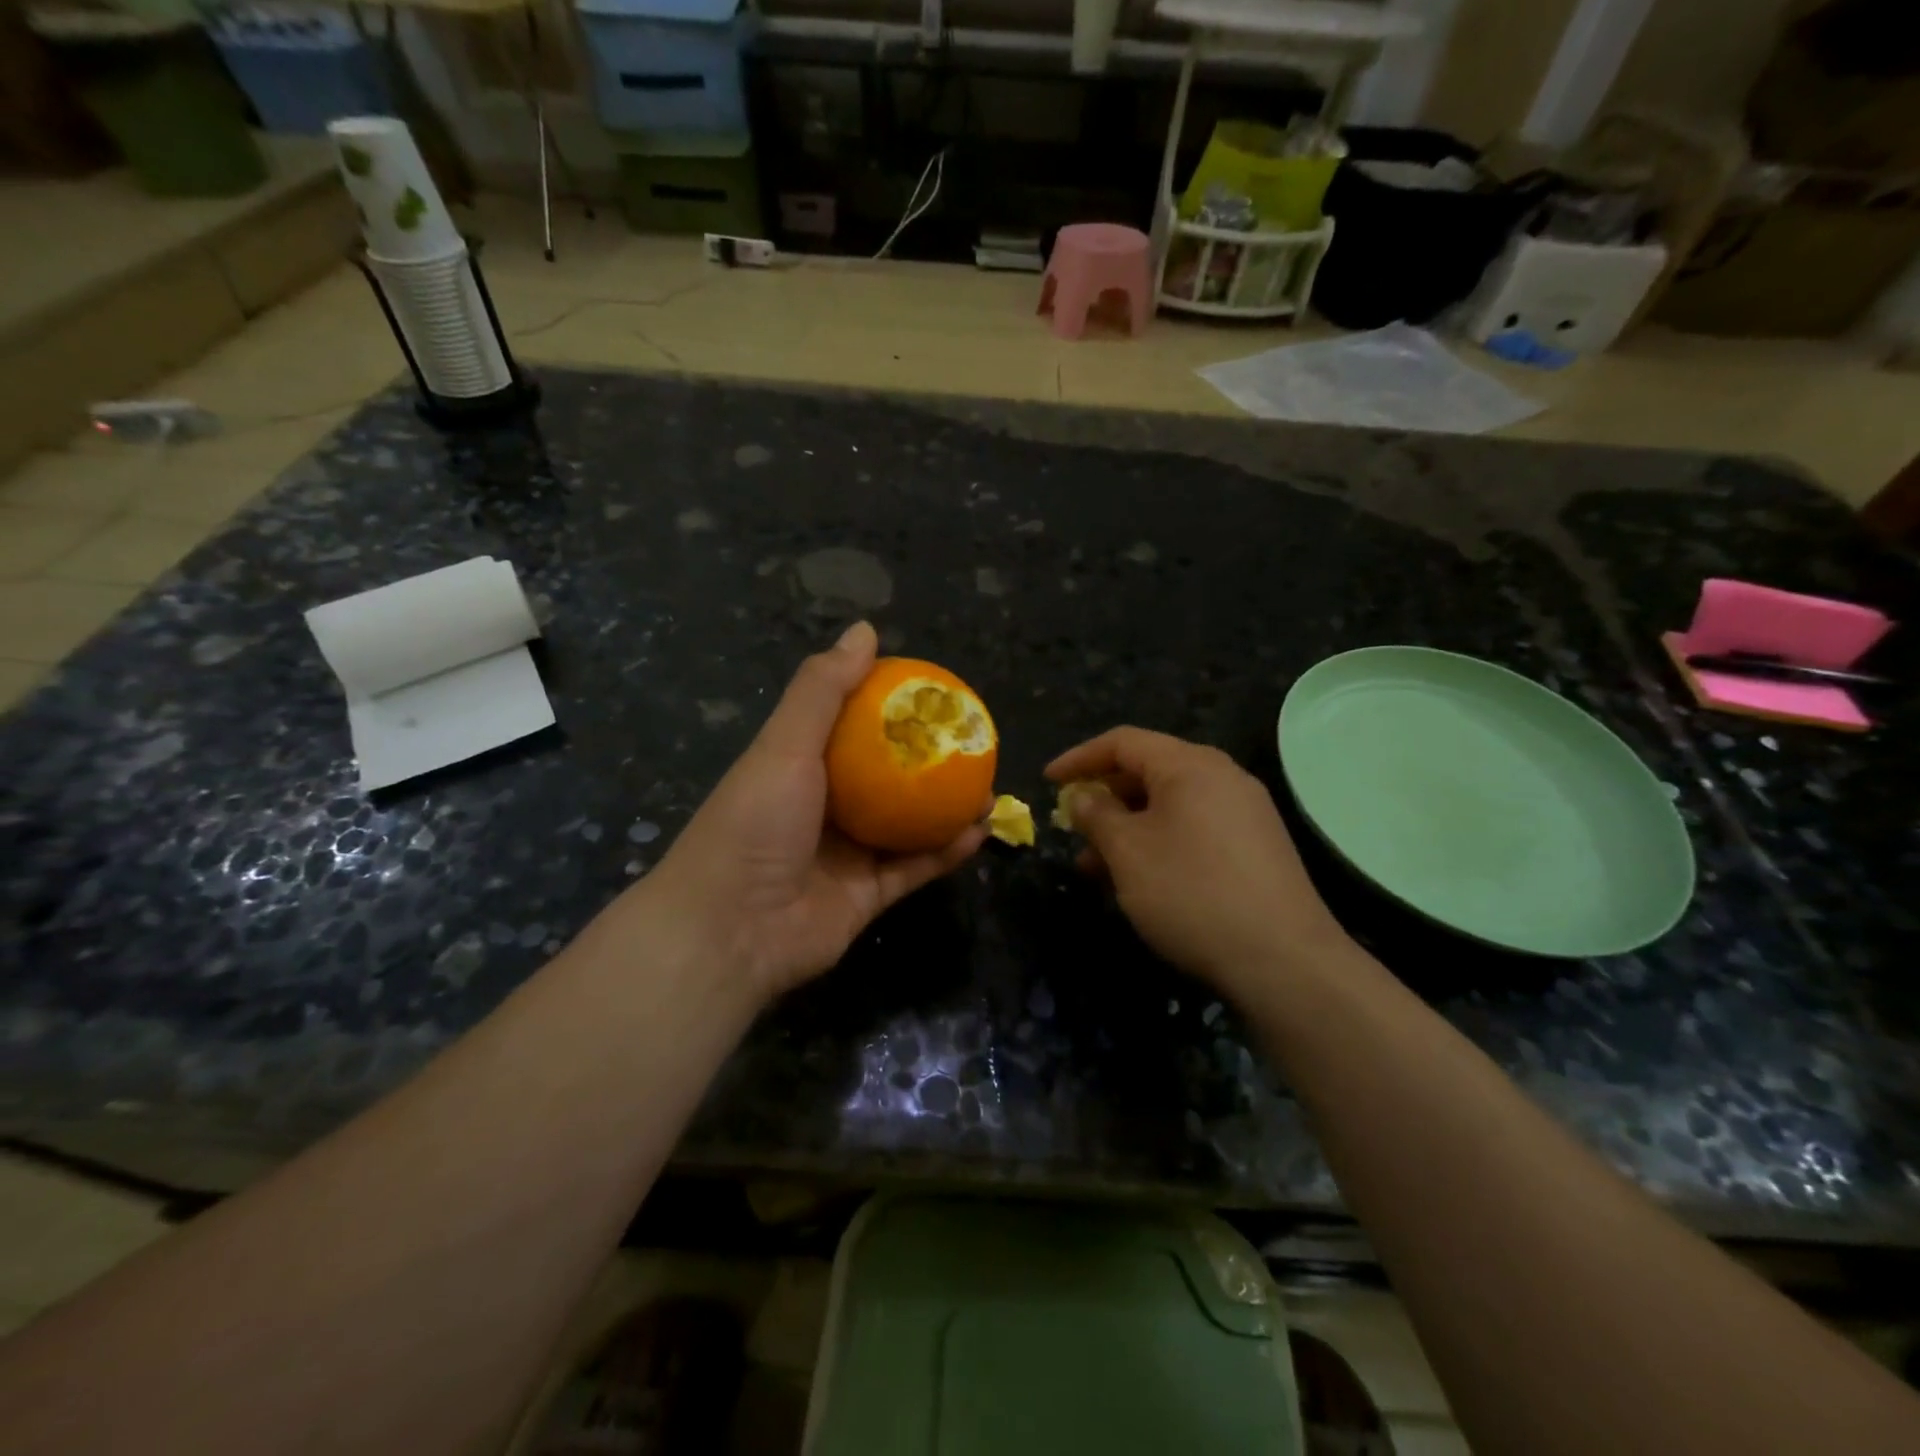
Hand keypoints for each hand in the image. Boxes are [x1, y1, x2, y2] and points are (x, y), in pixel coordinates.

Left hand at [642, 621, 987, 1005]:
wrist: (731, 930)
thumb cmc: (755, 822)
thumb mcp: (785, 744)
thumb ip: (823, 689)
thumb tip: (865, 630)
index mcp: (799, 767)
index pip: (850, 726)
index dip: (890, 708)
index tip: (933, 692)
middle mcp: (824, 808)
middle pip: (885, 777)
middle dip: (928, 760)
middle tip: (971, 741)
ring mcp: (846, 855)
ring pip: (907, 825)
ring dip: (947, 807)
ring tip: (988, 785)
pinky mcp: (866, 897)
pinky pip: (914, 869)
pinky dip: (946, 852)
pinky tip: (980, 831)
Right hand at [1046, 727, 1352, 1003]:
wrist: (1284, 960)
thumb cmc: (1192, 893)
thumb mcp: (1128, 852)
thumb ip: (1097, 815)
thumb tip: (1084, 798)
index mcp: (1190, 765)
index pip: (1123, 742)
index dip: (1079, 758)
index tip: (1047, 782)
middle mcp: (1222, 777)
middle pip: (1148, 770)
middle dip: (1103, 798)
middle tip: (1073, 829)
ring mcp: (1245, 811)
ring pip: (1170, 805)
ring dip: (1128, 827)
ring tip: (1097, 868)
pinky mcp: (1257, 846)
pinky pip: (1194, 828)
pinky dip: (1159, 842)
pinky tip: (1142, 881)